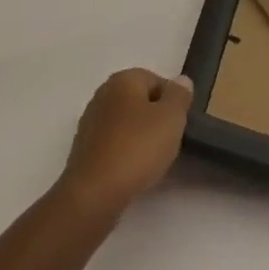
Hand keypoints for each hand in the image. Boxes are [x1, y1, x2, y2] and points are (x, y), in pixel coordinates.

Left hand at [57, 68, 193, 220]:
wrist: (96, 190)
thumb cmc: (137, 147)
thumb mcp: (170, 118)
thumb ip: (178, 96)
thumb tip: (181, 80)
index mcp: (122, 80)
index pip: (155, 79)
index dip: (173, 100)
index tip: (182, 123)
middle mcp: (102, 93)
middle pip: (139, 100)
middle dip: (157, 118)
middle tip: (171, 140)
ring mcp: (91, 120)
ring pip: (126, 122)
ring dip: (141, 136)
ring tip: (156, 158)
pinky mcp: (86, 146)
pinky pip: (114, 142)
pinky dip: (127, 151)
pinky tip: (135, 169)